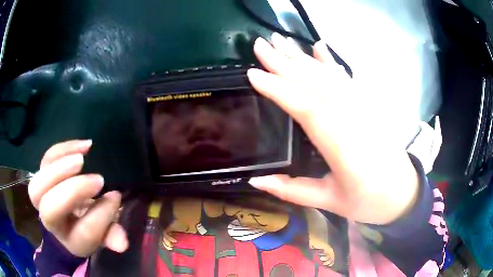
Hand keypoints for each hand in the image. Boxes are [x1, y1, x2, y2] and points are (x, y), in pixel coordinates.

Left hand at [28, 140, 127, 256]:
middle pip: (49, 210)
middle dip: (72, 192)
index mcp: (71, 240)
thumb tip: (123, 244)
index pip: (83, 233)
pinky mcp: (41, 174)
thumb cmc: (88, 224)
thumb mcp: (103, 234)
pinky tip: (83, 146)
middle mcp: (52, 222)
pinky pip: (44, 160)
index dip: (101, 215)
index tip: (115, 197)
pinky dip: (61, 151)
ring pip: (37, 185)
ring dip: (59, 169)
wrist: (68, 212)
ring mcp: (42, 197)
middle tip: (97, 179)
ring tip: (82, 158)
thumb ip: (111, 236)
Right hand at [247, 33, 418, 224]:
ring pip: (329, 76)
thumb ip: (292, 190)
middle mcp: (355, 119)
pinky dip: (331, 62)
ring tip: (280, 40)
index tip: (253, 73)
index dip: (280, 89)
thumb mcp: (330, 201)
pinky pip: (347, 79)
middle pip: (316, 84)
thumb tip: (255, 180)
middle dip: (285, 62)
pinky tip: (320, 46)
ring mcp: (364, 108)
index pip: (307, 109)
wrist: (404, 194)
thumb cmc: (368, 202)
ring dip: (303, 56)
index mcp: (343, 146)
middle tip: (260, 45)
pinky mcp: (370, 105)